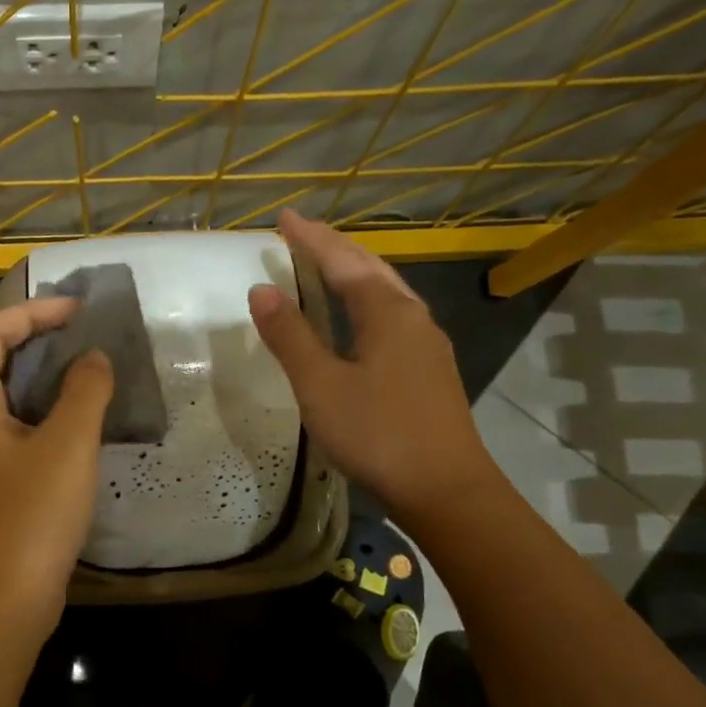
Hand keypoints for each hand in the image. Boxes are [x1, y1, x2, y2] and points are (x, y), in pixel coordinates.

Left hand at [0, 297, 113, 652]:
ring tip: (95, 372)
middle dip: (41, 341)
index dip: (32, 312)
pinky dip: (52, 417)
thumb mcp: (65, 447)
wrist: (2, 607)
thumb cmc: (29, 519)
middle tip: (91, 337)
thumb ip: (84, 392)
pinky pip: (23, 434)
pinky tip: (86, 425)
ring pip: (12, 402)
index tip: (79, 311)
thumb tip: (94, 358)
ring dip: (50, 380)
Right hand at [248, 209, 502, 527]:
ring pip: (386, 293)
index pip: (343, 261)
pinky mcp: (429, 371)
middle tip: (301, 235)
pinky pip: (392, 318)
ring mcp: (427, 345)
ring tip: (325, 267)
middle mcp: (412, 318)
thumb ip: (290, 337)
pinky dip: (365, 303)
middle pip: (371, 269)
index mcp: (387, 313)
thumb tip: (261, 290)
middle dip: (335, 248)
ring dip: (354, 274)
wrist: (445, 488)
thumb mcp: (321, 386)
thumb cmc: (377, 433)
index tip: (283, 217)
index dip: (311, 239)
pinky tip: (356, 322)